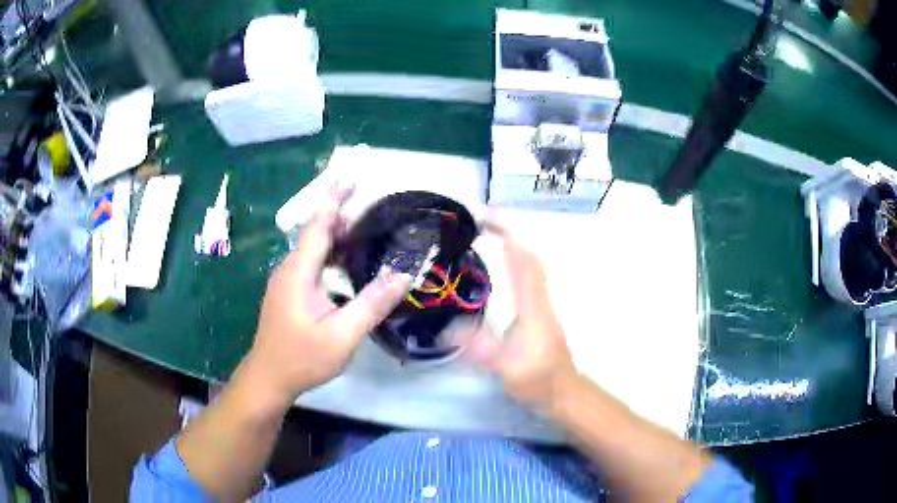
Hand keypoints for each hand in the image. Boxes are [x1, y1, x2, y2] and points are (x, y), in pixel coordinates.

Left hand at [246, 187, 410, 403]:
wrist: (269, 378)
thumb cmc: (302, 358)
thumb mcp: (342, 335)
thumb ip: (371, 304)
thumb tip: (403, 276)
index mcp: (299, 271)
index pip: (318, 225)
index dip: (334, 200)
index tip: (351, 178)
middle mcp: (289, 269)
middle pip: (315, 232)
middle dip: (339, 213)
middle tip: (370, 202)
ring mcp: (286, 281)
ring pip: (313, 248)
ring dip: (336, 234)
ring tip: (365, 228)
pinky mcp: (288, 292)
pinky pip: (311, 262)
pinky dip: (330, 253)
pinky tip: (347, 262)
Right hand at [463, 217, 578, 410]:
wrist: (562, 392)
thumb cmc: (536, 380)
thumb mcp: (504, 367)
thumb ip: (478, 348)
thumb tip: (447, 328)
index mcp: (532, 308)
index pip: (523, 263)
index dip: (509, 237)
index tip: (488, 219)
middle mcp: (540, 300)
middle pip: (530, 258)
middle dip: (510, 234)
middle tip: (485, 222)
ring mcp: (543, 306)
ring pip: (533, 267)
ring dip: (515, 247)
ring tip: (492, 235)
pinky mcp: (541, 314)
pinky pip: (530, 278)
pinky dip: (517, 263)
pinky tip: (505, 267)